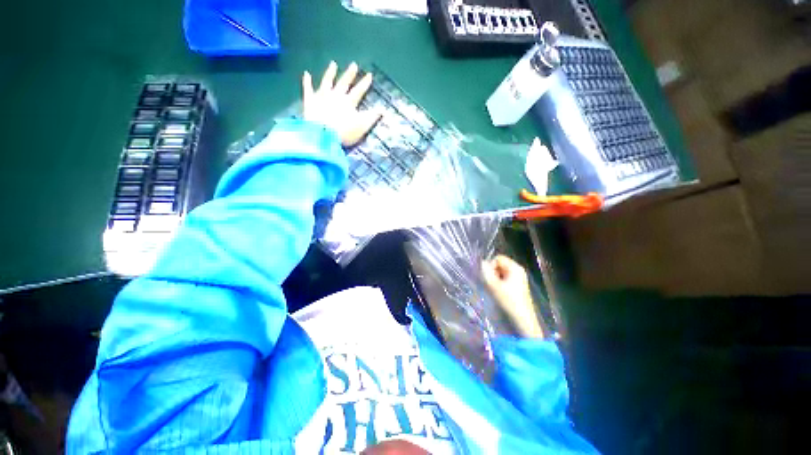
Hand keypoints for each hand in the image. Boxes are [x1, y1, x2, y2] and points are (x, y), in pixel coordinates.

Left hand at [302, 61, 382, 147]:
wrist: (322, 135)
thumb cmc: (344, 132)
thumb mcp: (362, 126)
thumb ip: (372, 117)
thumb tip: (384, 110)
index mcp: (349, 102)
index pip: (359, 90)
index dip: (364, 83)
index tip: (369, 74)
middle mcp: (335, 95)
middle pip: (344, 82)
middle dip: (349, 74)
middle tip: (353, 64)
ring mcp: (321, 96)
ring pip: (327, 81)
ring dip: (330, 73)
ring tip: (333, 64)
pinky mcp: (310, 101)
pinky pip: (308, 88)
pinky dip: (307, 81)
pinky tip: (306, 74)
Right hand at [482, 255, 544, 337]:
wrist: (523, 320)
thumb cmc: (509, 301)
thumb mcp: (494, 286)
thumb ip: (486, 272)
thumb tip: (481, 263)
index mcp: (515, 268)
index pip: (498, 258)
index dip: (491, 266)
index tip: (488, 278)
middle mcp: (518, 271)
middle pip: (499, 265)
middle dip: (492, 273)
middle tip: (490, 284)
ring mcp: (518, 279)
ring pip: (500, 273)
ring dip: (494, 279)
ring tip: (493, 289)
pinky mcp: (516, 286)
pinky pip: (504, 279)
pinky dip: (498, 284)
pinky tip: (498, 293)